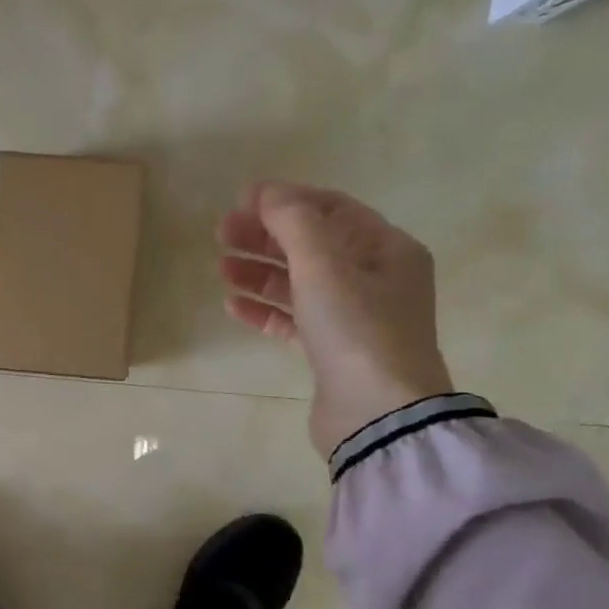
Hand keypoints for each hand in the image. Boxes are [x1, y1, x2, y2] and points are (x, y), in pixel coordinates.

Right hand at [219, 182, 453, 456]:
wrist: (377, 415)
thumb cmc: (356, 330)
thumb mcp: (324, 265)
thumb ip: (294, 222)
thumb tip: (267, 193)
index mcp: (386, 250)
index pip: (332, 209)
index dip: (286, 199)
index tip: (241, 200)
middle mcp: (375, 279)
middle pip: (312, 245)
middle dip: (266, 236)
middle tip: (221, 233)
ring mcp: (354, 318)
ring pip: (299, 283)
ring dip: (260, 272)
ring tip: (221, 268)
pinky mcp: (332, 352)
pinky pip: (294, 319)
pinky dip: (265, 309)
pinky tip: (233, 305)